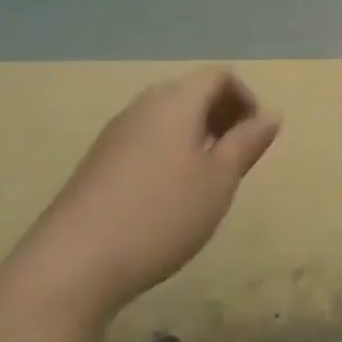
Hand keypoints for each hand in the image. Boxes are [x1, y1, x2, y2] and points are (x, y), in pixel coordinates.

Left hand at [17, 68, 279, 313]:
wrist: (71, 265)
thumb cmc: (160, 215)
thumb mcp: (219, 181)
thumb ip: (247, 143)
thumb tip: (271, 115)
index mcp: (177, 100)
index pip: (219, 77)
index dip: (245, 98)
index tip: (256, 137)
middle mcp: (144, 105)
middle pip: (192, 93)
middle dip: (221, 116)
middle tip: (237, 157)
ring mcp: (115, 133)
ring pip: (167, 118)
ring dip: (195, 136)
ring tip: (206, 180)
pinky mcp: (96, 162)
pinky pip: (145, 140)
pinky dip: (168, 152)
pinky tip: (167, 198)